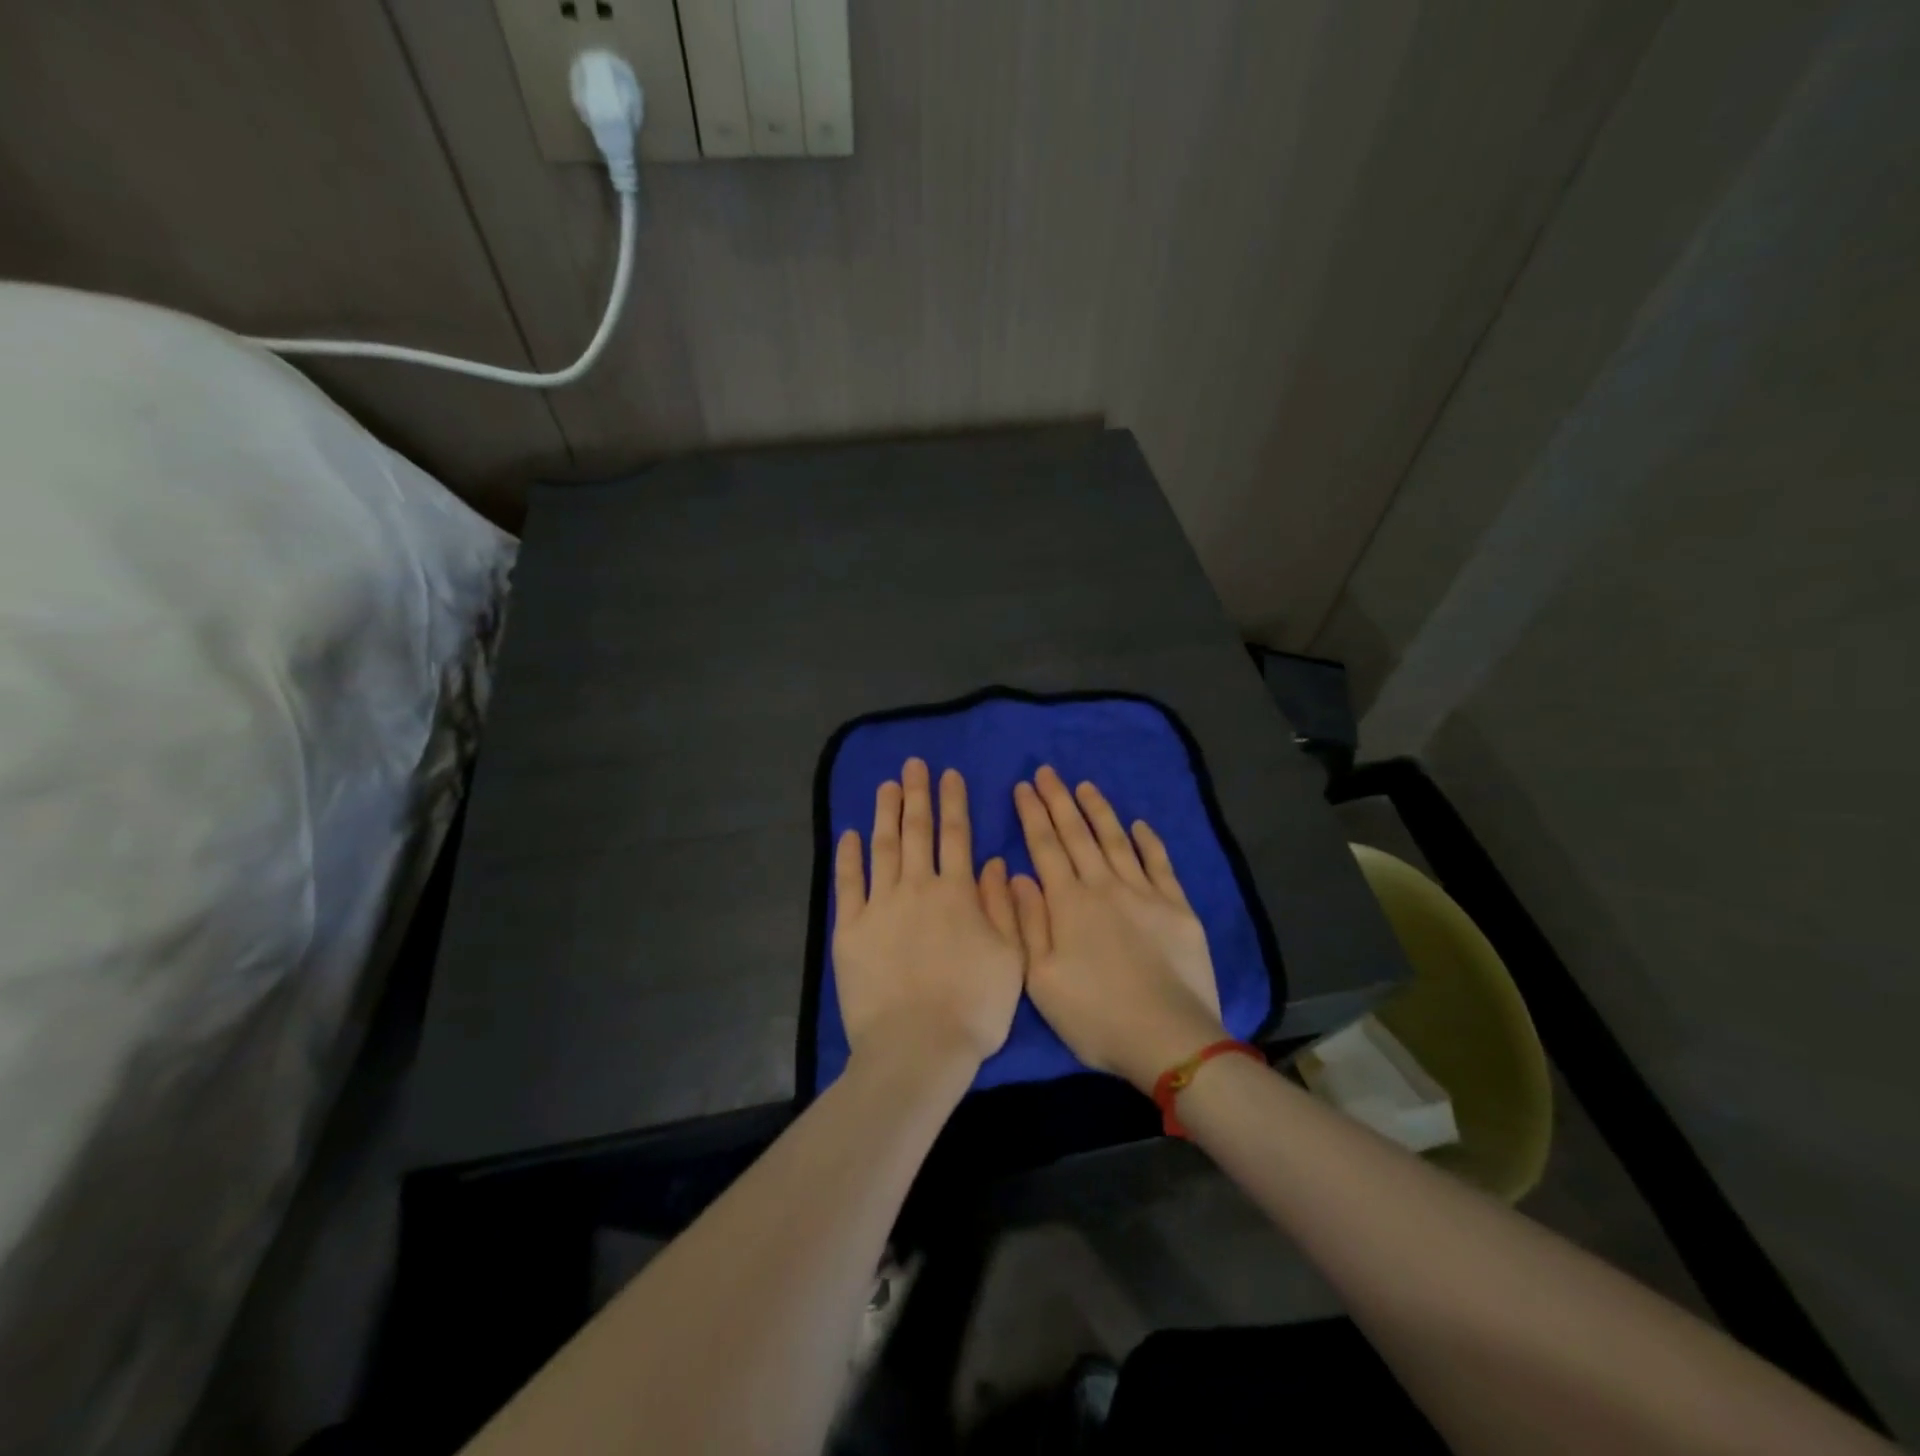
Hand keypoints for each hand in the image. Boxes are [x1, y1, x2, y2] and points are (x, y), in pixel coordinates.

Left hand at [832, 758, 1025, 1073]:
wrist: (917, 1048)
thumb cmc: (973, 1007)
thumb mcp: (1010, 957)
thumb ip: (1002, 906)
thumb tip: (993, 861)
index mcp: (957, 893)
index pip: (956, 836)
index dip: (953, 802)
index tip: (949, 774)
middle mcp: (917, 888)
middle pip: (917, 831)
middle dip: (917, 794)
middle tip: (914, 764)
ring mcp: (880, 906)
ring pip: (883, 847)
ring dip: (886, 813)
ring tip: (887, 785)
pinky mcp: (850, 929)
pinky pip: (848, 883)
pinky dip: (849, 856)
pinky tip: (851, 834)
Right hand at [1009, 766, 1226, 1090]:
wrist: (1168, 1037)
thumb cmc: (1094, 1015)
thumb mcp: (1041, 979)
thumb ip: (1027, 922)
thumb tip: (1016, 874)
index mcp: (1068, 903)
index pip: (1045, 846)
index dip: (1032, 814)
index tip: (1023, 786)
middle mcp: (1104, 886)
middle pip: (1077, 834)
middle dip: (1059, 800)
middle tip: (1047, 771)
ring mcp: (1144, 893)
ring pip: (1116, 840)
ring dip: (1098, 810)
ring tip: (1084, 786)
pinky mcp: (1176, 907)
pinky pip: (1160, 863)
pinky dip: (1148, 841)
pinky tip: (1140, 824)